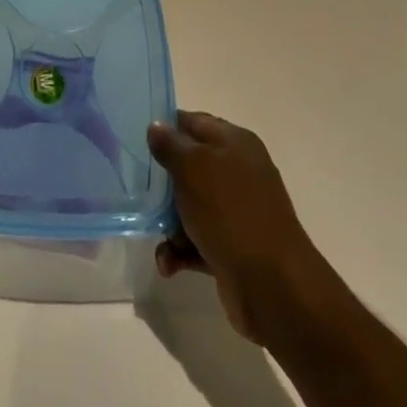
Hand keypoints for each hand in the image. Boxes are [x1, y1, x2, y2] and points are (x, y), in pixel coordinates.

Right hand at [147, 112, 330, 345]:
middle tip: (137, 191)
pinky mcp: (231, 246)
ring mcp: (236, 210)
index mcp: (235, 142)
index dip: (164, 127)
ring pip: (189, 206)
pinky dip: (180, 250)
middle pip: (188, 166)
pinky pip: (196, 240)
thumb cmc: (230, 212)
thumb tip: (156, 126)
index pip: (193, 122)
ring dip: (169, 224)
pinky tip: (169, 264)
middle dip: (162, 182)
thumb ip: (171, 145)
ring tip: (162, 240)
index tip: (133, 139)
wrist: (272, 284)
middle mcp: (238, 171)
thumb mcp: (194, 168)